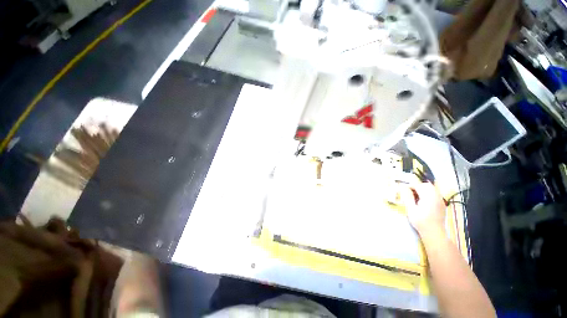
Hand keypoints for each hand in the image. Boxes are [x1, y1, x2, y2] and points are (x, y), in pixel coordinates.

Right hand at [400, 182, 446, 236]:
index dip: (410, 186)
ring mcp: (440, 200)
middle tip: (409, 193)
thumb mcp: (411, 209)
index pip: (418, 185)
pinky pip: (435, 194)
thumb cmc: (421, 222)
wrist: (434, 233)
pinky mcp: (442, 204)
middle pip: (427, 185)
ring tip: (415, 197)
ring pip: (432, 189)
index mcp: (428, 197)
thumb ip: (407, 197)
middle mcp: (436, 197)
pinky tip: (423, 201)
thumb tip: (403, 187)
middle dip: (417, 187)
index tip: (403, 190)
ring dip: (423, 190)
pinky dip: (428, 194)